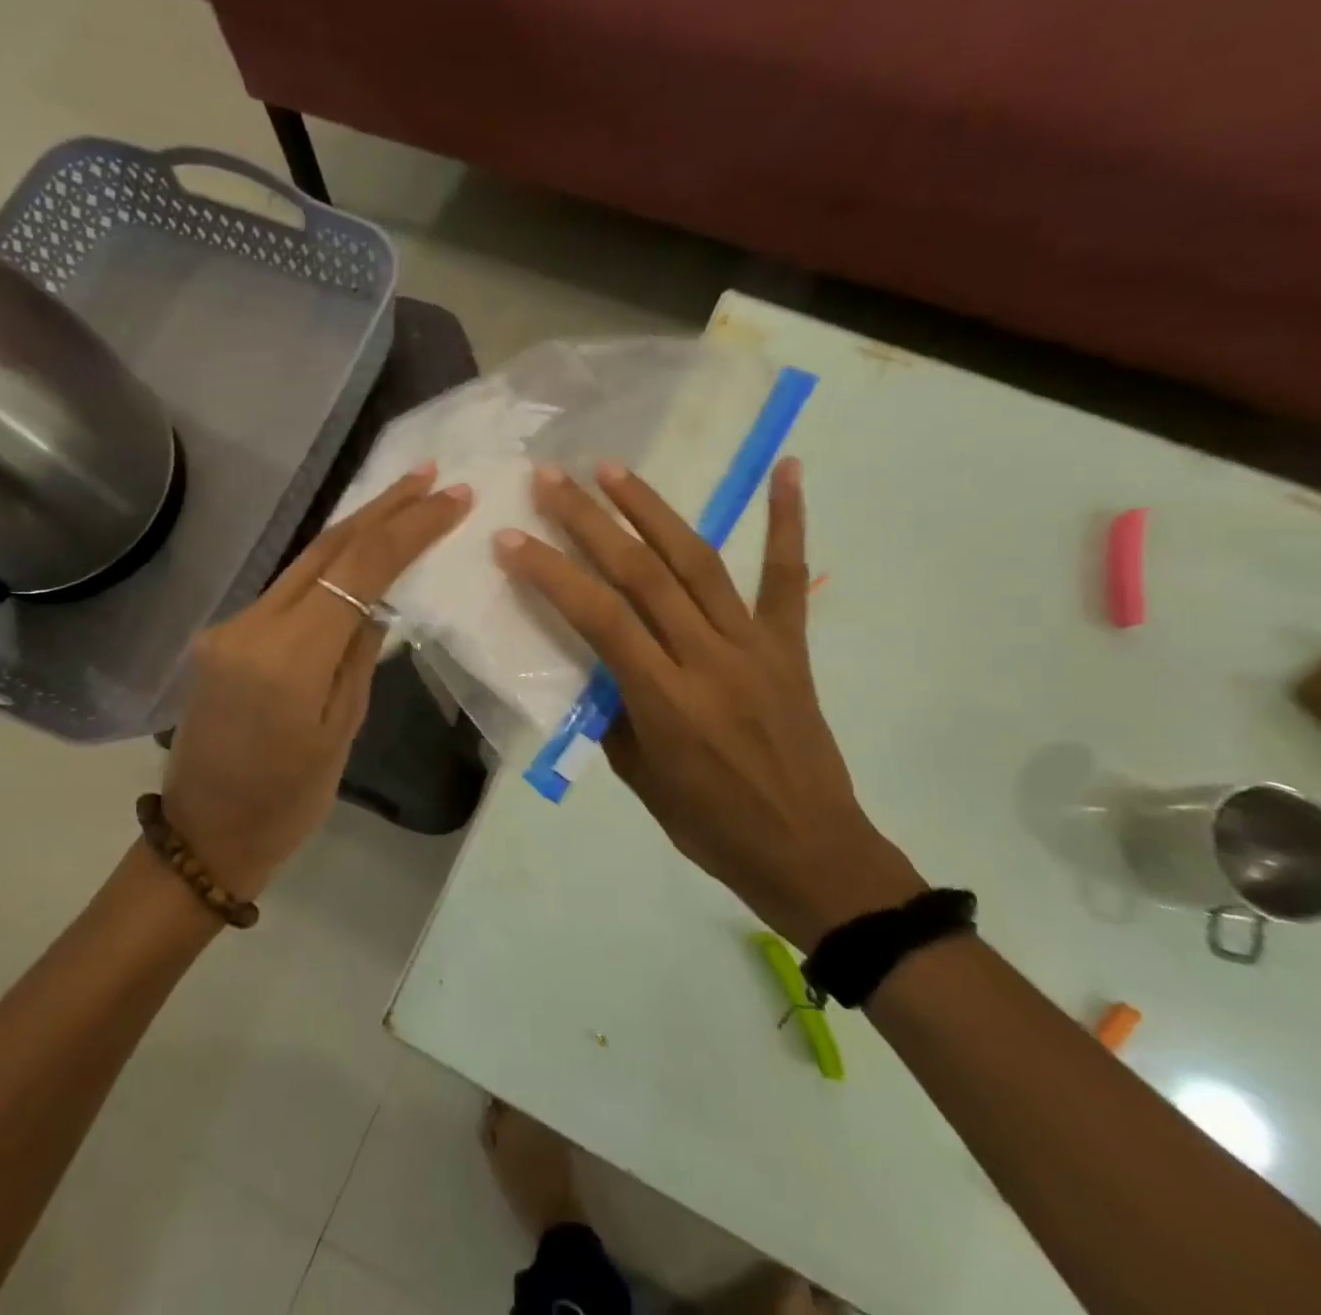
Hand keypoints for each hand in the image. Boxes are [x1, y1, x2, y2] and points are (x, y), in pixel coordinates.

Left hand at [162, 464, 471, 899]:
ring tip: (402, 500)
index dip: (410, 527)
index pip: (360, 568)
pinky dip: (328, 565)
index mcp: (289, 656)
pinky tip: (357, 552)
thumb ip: (360, 652)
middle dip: (382, 507)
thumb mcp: (343, 728)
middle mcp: (252, 625)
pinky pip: (287, 589)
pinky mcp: (224, 634)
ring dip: (356, 529)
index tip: (452, 498)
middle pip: (326, 548)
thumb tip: (380, 598)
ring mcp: (231, 626)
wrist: (205, 835)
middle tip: (428, 475)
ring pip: (304, 563)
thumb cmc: (289, 800)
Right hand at [495, 458, 922, 950]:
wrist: (808, 852)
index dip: (551, 573)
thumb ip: (611, 711)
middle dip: (590, 521)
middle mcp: (707, 659)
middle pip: (642, 574)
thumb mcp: (639, 778)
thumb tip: (589, 659)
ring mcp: (753, 645)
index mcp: (665, 700)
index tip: (512, 538)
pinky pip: (785, 577)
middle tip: (552, 479)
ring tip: (613, 469)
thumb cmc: (710, 826)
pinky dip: (787, 521)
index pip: (599, 618)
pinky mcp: (789, 645)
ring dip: (652, 509)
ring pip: (697, 561)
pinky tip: (787, 469)